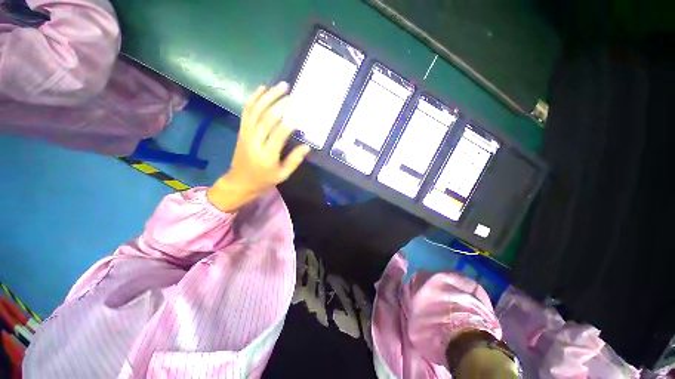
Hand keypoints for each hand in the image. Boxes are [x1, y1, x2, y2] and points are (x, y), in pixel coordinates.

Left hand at [207, 82, 310, 211]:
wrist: (240, 181)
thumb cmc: (264, 179)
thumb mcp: (283, 175)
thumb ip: (294, 160)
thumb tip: (307, 146)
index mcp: (266, 155)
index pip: (278, 135)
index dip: (288, 123)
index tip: (299, 113)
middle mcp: (254, 141)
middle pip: (266, 119)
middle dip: (279, 105)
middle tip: (291, 95)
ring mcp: (246, 133)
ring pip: (255, 111)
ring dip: (268, 96)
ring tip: (280, 86)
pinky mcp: (242, 130)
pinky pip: (246, 111)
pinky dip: (253, 98)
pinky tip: (262, 89)